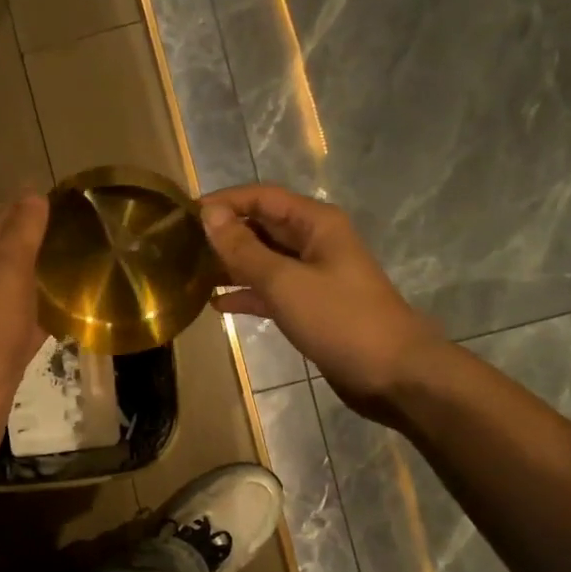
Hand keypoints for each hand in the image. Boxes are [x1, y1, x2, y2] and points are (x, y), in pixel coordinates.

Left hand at [0, 193, 49, 487]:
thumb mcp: (4, 277)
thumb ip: (19, 238)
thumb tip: (32, 194)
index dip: (22, 209)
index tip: (53, 194)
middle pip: (9, 262)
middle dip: (35, 244)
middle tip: (75, 230)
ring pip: (20, 296)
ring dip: (43, 282)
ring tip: (78, 267)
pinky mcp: (5, 362)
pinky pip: (30, 330)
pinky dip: (47, 319)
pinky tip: (68, 319)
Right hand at [201, 185, 445, 422]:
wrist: (392, 374)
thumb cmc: (340, 320)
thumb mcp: (285, 282)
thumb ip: (244, 249)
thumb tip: (209, 216)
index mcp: (315, 224)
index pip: (261, 197)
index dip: (223, 202)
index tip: (183, 215)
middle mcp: (314, 242)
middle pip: (261, 226)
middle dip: (223, 233)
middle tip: (179, 246)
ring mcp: (313, 276)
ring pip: (263, 260)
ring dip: (230, 265)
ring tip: (189, 273)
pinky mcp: (310, 307)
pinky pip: (270, 291)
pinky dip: (246, 294)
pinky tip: (215, 304)